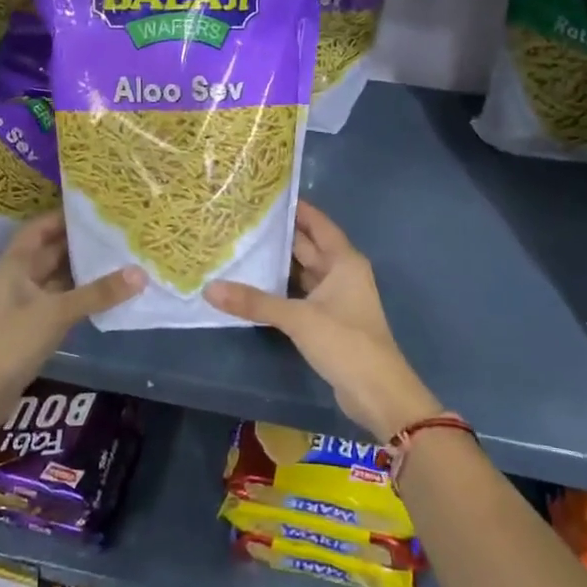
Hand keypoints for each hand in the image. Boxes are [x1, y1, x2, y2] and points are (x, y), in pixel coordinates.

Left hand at [0, 213, 143, 443]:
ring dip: (85, 273)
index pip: (40, 228)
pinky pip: (63, 305)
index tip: (97, 209)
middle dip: (82, 244)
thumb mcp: (55, 312)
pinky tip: (109, 297)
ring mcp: (26, 306)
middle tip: (120, 234)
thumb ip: (97, 293)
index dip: (64, 216)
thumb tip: (141, 273)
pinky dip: (83, 299)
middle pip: (52, 252)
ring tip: (123, 260)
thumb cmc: (8, 341)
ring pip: (60, 280)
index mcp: (15, 265)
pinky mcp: (33, 330)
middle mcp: (20, 280)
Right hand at [207, 202, 440, 443]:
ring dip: (280, 263)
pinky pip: (301, 295)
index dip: (297, 209)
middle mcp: (342, 274)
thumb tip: (210, 289)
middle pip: (309, 246)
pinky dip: (282, 289)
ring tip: (244, 247)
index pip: (318, 224)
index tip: (267, 194)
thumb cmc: (345, 342)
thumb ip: (255, 303)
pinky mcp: (328, 321)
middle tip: (245, 220)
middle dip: (281, 235)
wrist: (377, 391)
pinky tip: (256, 286)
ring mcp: (337, 299)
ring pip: (304, 272)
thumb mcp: (298, 318)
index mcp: (344, 262)